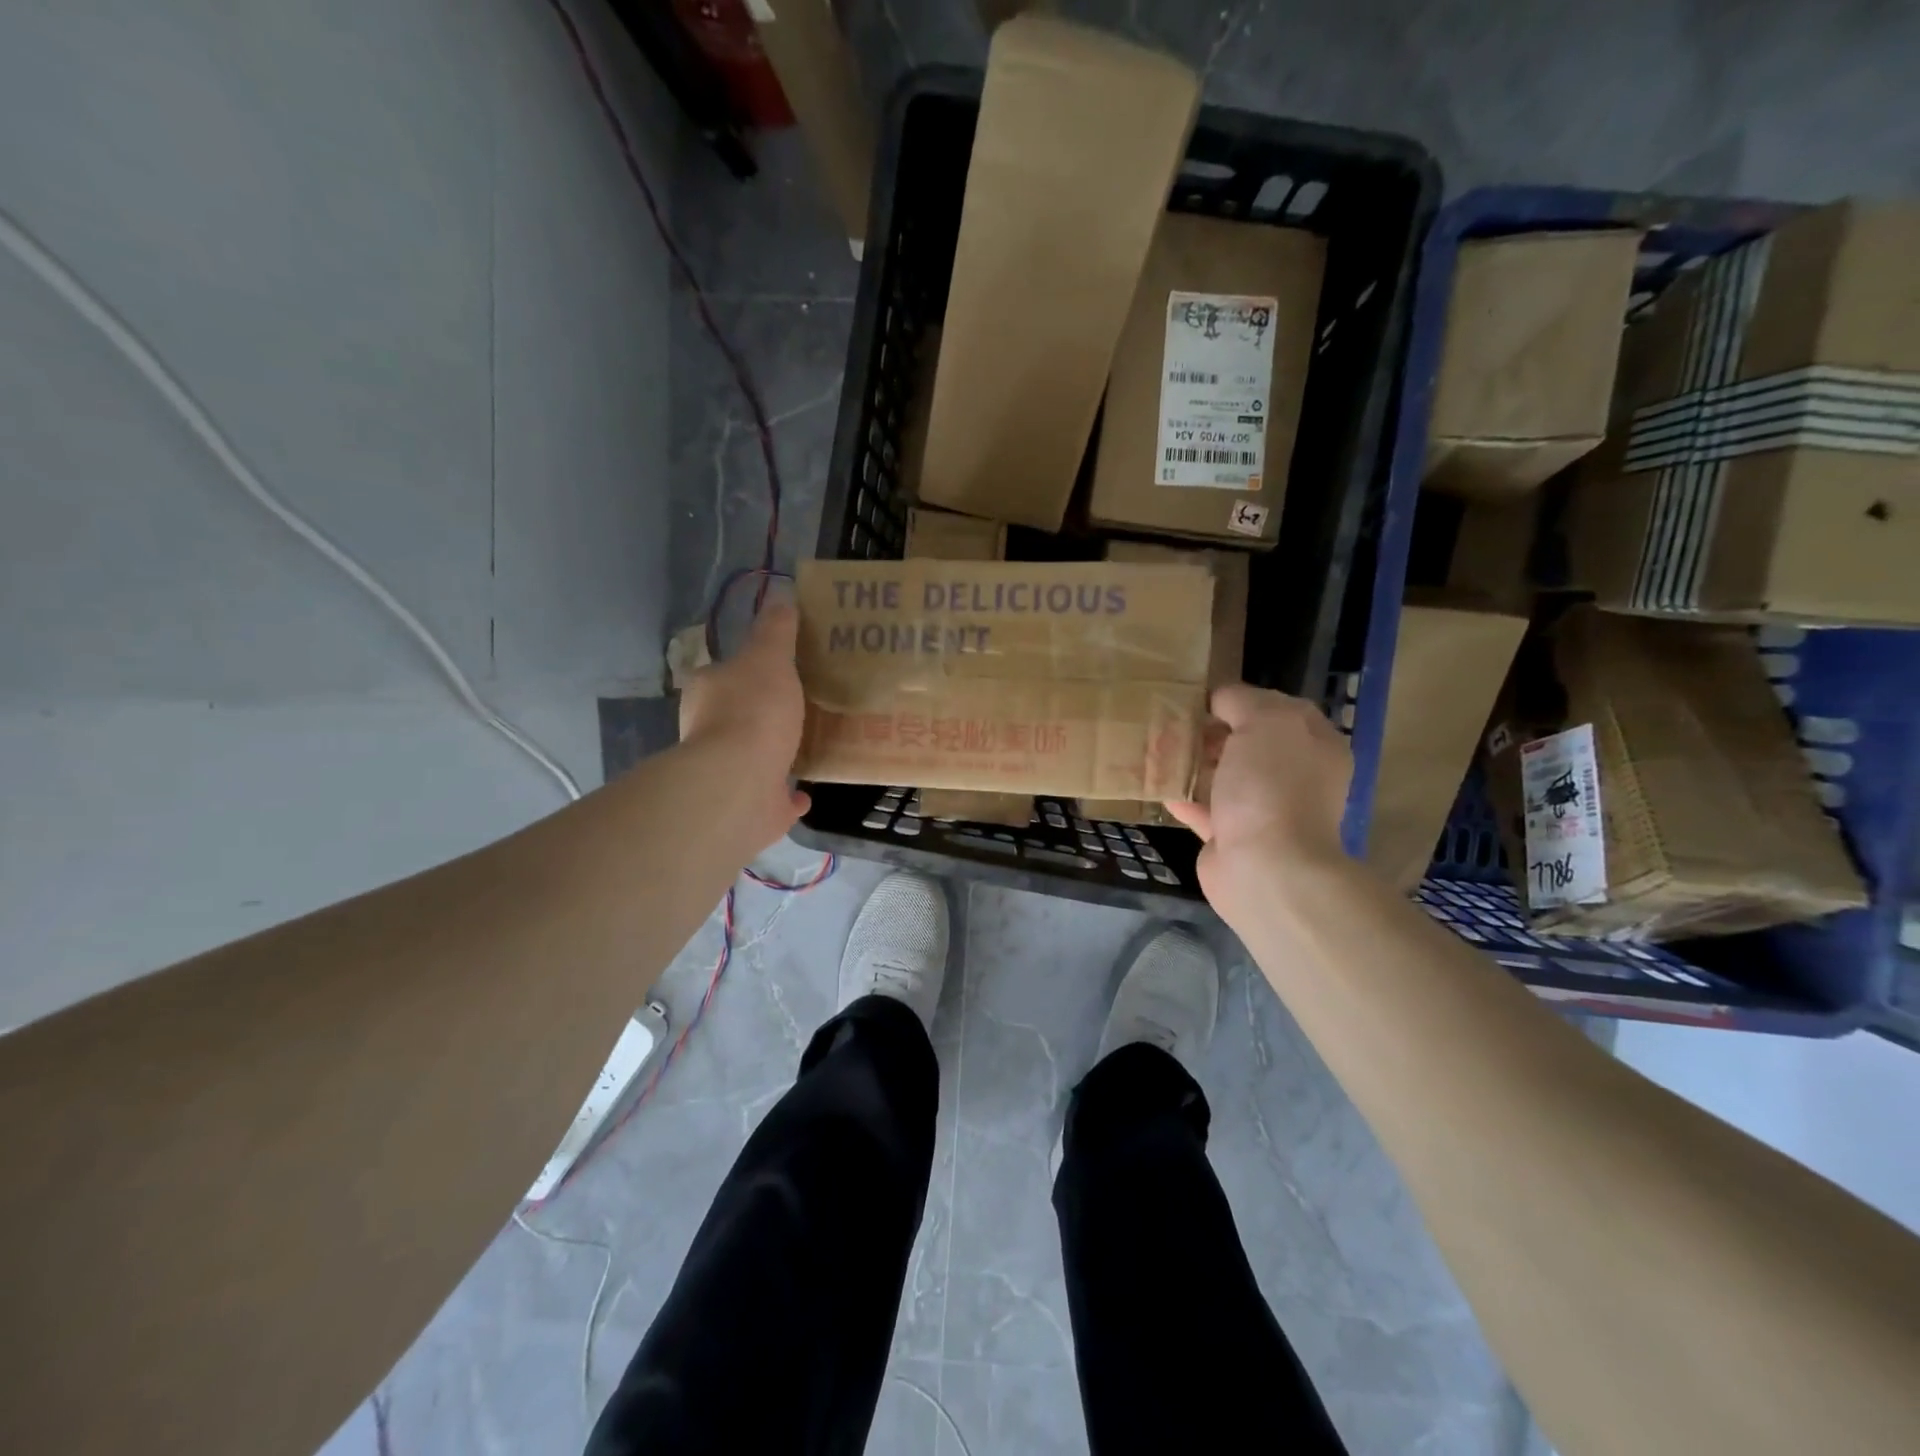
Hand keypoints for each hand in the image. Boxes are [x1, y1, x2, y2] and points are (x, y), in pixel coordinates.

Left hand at [679, 603, 808, 847]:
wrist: (739, 784)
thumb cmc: (753, 712)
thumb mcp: (769, 658)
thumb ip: (775, 631)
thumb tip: (780, 597)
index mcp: (708, 692)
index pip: (725, 674)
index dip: (750, 670)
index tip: (781, 671)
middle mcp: (707, 733)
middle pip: (737, 716)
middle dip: (764, 714)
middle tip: (803, 706)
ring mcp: (726, 773)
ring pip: (753, 758)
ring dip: (775, 753)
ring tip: (811, 744)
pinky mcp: (746, 808)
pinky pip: (771, 797)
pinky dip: (787, 796)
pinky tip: (807, 792)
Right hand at [1166, 684, 1351, 923]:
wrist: (1265, 867)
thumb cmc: (1271, 786)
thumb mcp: (1264, 721)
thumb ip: (1241, 700)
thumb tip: (1219, 700)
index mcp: (1313, 743)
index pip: (1278, 707)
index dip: (1241, 699)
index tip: (1202, 697)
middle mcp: (1294, 774)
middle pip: (1248, 742)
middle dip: (1212, 731)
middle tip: (1173, 721)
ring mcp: (1264, 808)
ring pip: (1224, 775)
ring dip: (1194, 762)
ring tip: (1158, 746)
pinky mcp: (1232, 837)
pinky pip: (1203, 808)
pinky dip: (1182, 795)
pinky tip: (1157, 782)